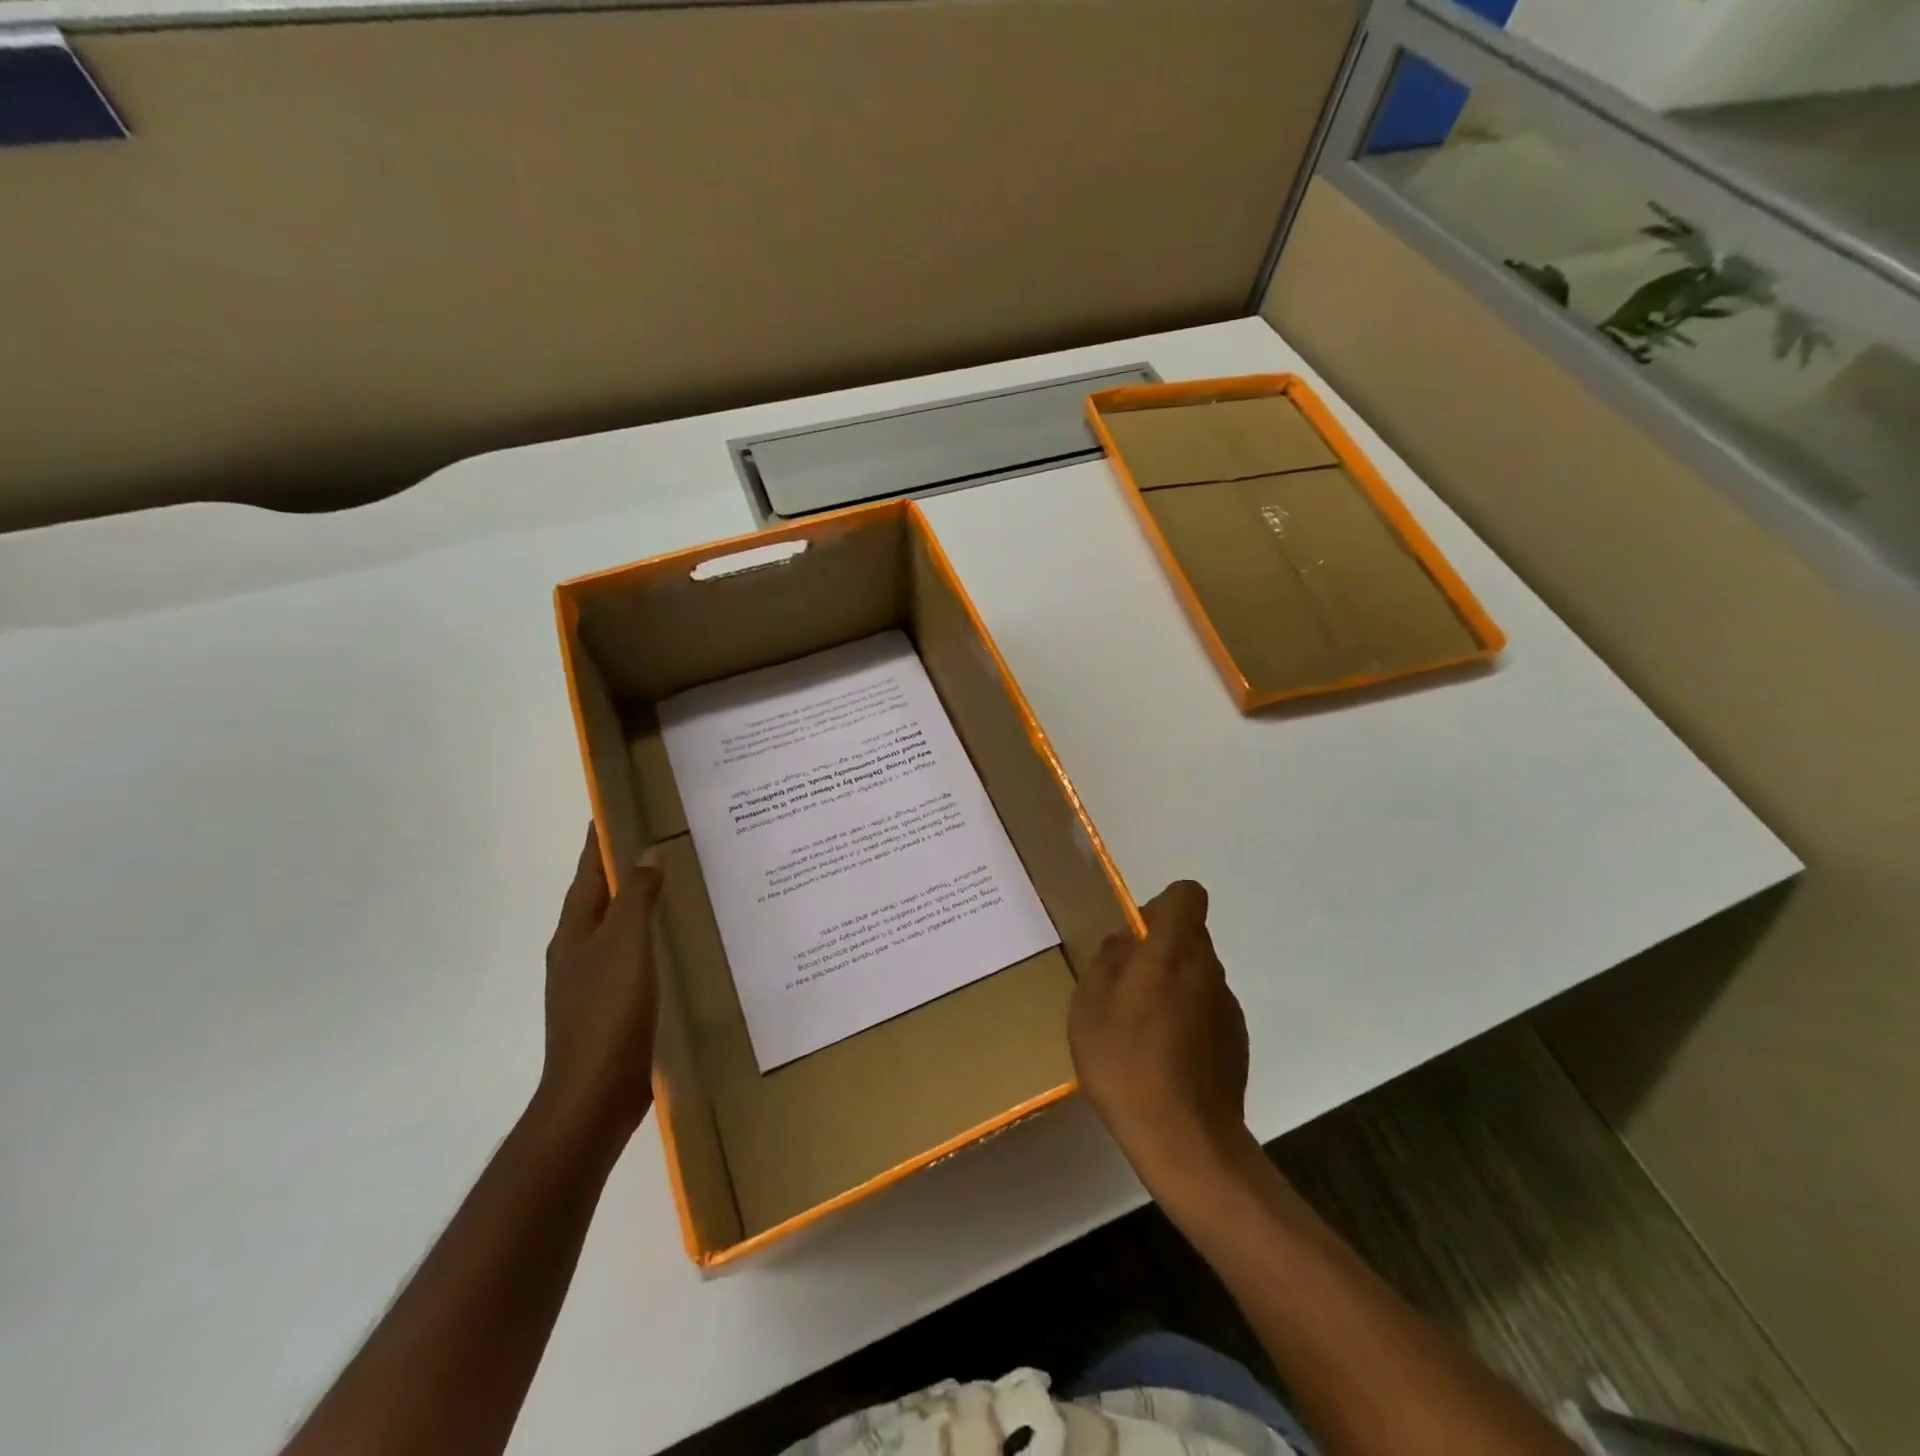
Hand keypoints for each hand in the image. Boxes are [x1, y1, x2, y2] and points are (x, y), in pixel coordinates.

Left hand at [538, 826, 665, 1139]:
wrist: (595, 1094)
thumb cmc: (608, 1012)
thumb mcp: (626, 945)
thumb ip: (637, 898)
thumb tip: (646, 853)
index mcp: (574, 933)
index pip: (586, 874)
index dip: (597, 843)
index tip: (610, 811)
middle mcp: (577, 953)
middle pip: (597, 900)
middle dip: (618, 871)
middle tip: (653, 842)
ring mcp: (591, 983)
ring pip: (614, 930)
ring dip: (634, 905)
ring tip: (667, 886)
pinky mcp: (610, 1008)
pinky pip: (629, 958)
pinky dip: (646, 939)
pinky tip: (668, 944)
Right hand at [1069, 880, 1253, 1192]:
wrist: (1187, 1143)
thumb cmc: (1127, 1066)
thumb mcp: (1088, 1011)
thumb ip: (1105, 965)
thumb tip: (1123, 943)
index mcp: (1172, 953)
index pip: (1187, 895)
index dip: (1161, 904)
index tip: (1136, 936)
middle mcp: (1208, 969)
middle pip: (1191, 933)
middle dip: (1160, 946)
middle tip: (1125, 986)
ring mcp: (1228, 1005)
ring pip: (1198, 971)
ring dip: (1173, 983)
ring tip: (1142, 1028)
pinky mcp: (1237, 1039)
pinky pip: (1207, 1006)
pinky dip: (1189, 1016)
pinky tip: (1166, 1057)